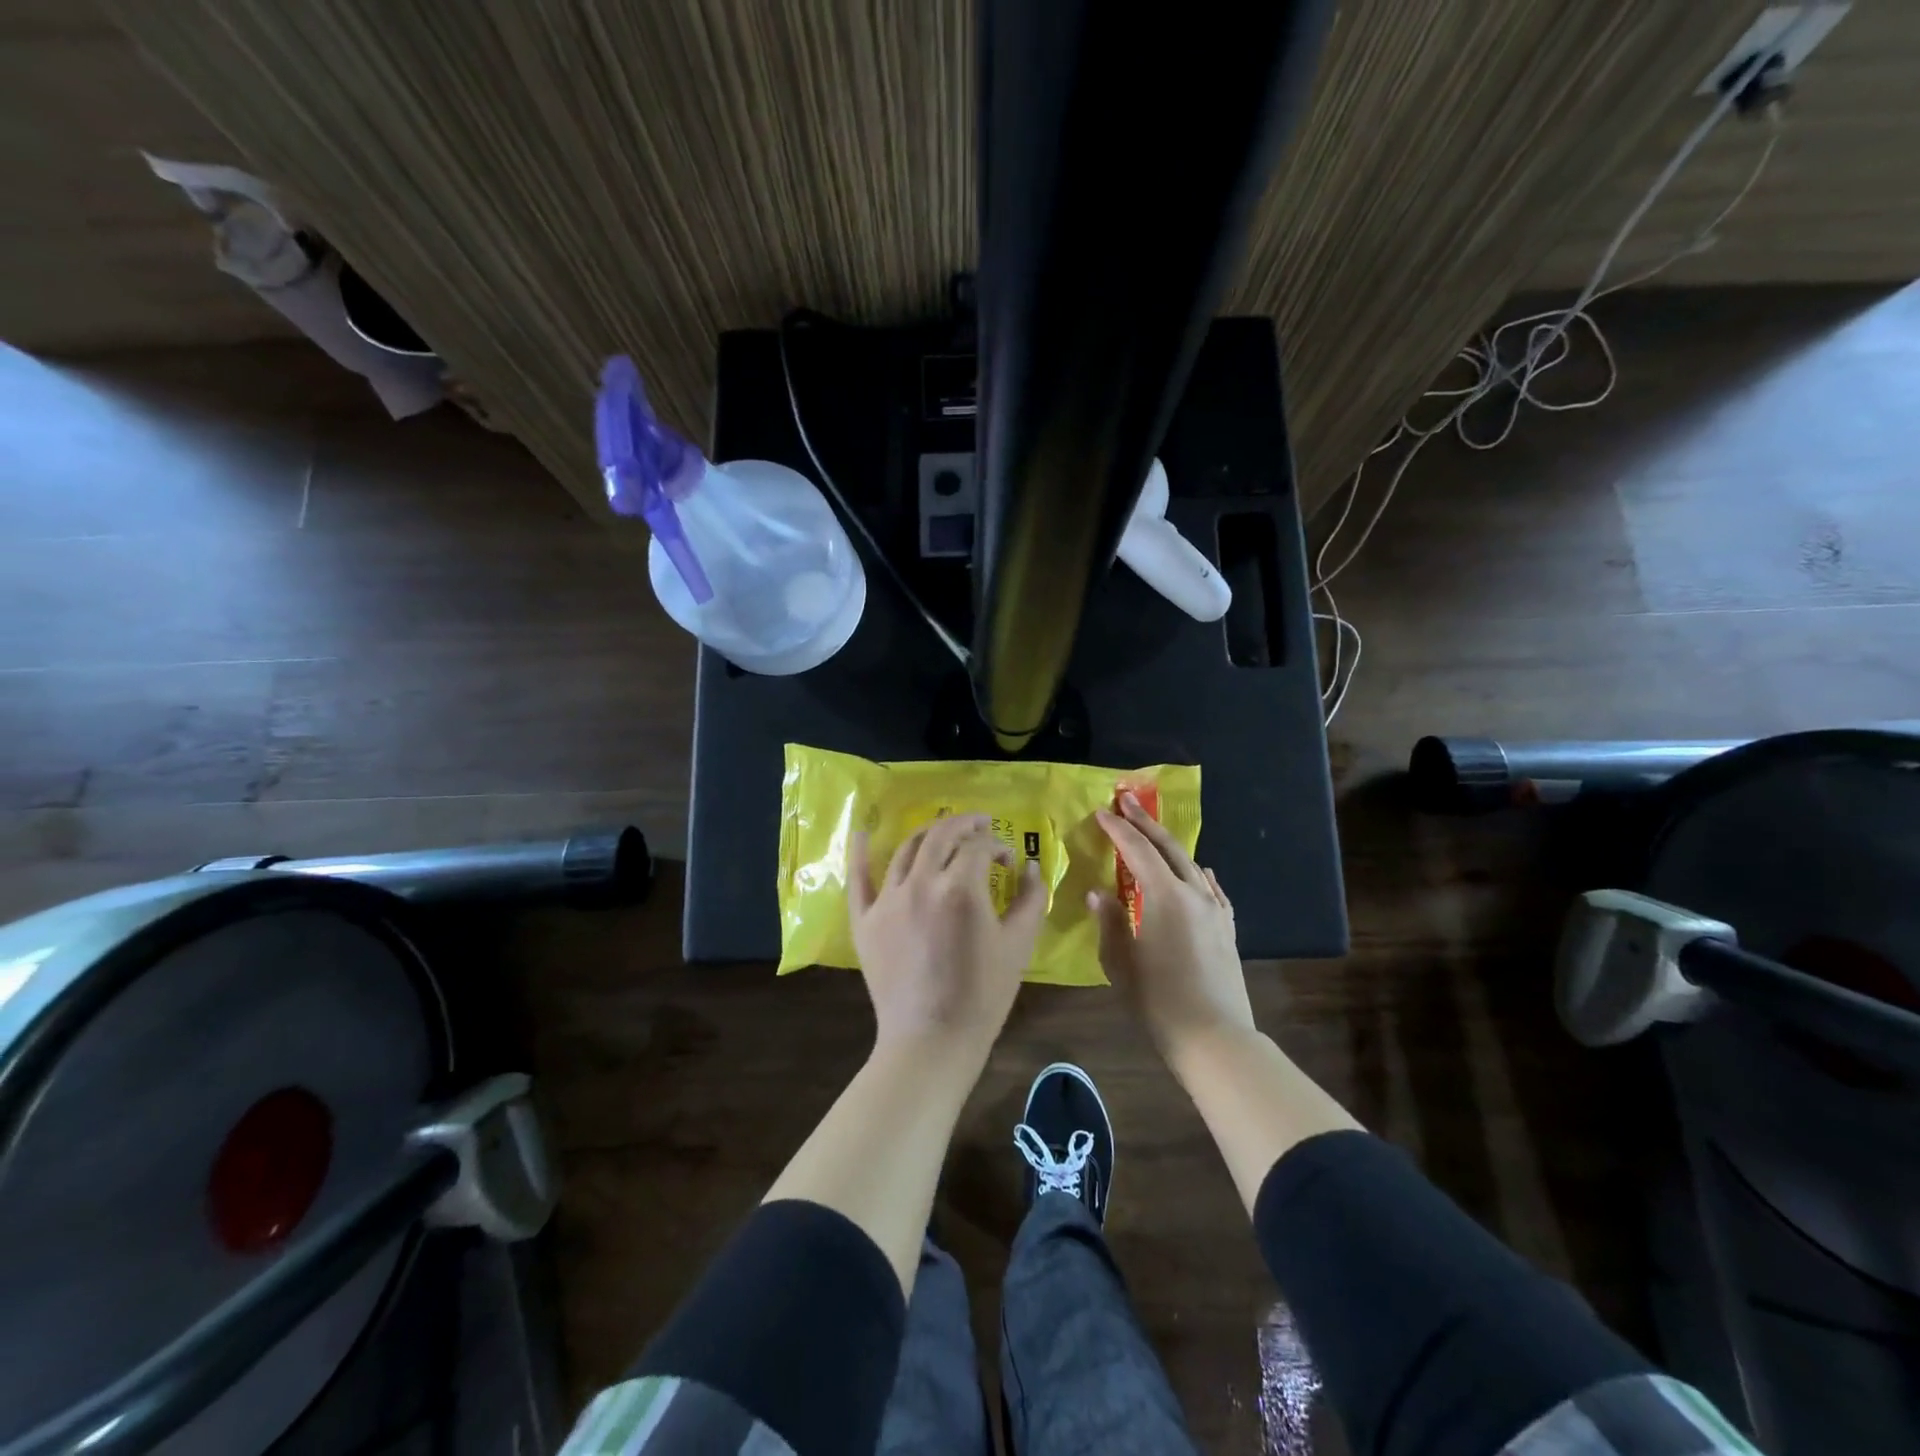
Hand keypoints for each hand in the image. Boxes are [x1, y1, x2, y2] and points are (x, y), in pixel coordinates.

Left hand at [850, 813, 1046, 1059]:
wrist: (930, 1040)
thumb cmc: (982, 996)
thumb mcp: (1018, 946)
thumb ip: (1030, 900)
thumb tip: (1031, 867)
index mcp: (960, 888)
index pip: (979, 847)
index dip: (997, 846)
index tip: (1008, 860)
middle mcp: (920, 883)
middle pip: (940, 836)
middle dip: (963, 824)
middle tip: (979, 825)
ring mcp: (887, 900)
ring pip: (905, 849)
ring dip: (928, 835)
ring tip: (943, 834)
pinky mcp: (864, 920)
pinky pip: (858, 878)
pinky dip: (859, 853)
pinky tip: (861, 833)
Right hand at [1090, 793, 1255, 1069]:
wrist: (1214, 1038)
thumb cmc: (1158, 1000)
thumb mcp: (1121, 961)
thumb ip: (1110, 921)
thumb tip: (1099, 893)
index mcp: (1165, 896)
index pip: (1137, 851)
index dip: (1118, 830)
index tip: (1102, 812)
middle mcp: (1194, 893)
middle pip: (1168, 848)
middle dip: (1146, 822)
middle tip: (1127, 800)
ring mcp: (1215, 911)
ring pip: (1192, 865)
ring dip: (1170, 845)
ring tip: (1154, 832)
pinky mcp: (1227, 929)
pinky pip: (1212, 889)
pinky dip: (1199, 874)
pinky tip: (1200, 872)